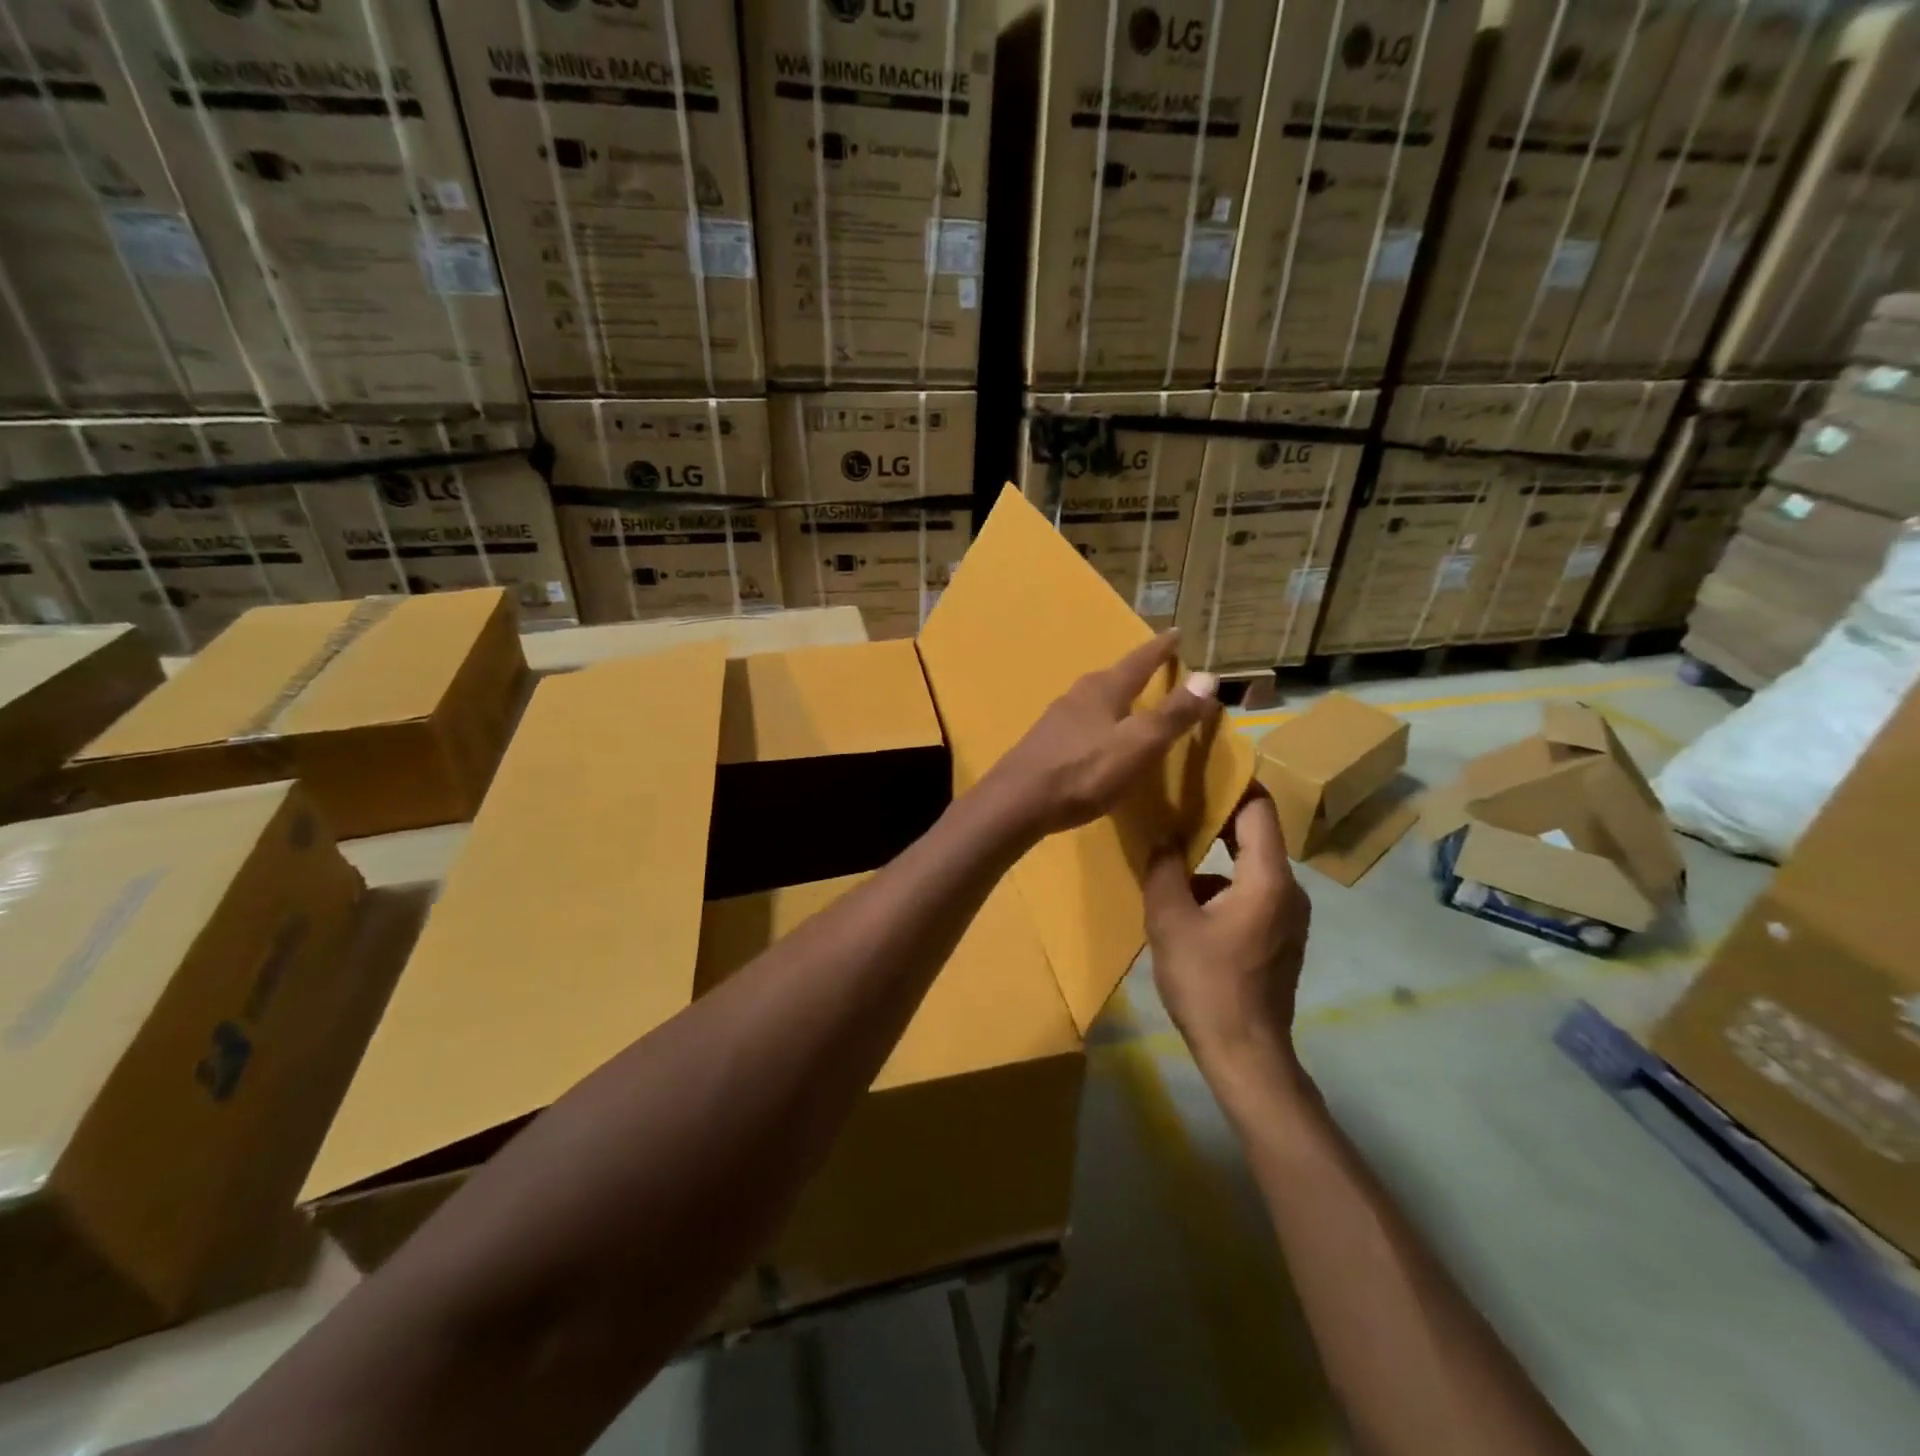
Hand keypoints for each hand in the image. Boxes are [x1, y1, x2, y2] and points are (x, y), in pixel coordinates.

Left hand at [987, 630, 1221, 837]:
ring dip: (1114, 697)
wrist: (1017, 802)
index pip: (1139, 661)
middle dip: (1135, 672)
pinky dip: (1098, 721)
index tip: (1175, 632)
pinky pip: (1080, 722)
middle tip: (1154, 667)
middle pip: (1112, 677)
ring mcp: (1056, 718)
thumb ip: (1173, 714)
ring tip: (1129, 702)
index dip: (1160, 648)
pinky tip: (1097, 737)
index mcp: (1103, 690)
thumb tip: (1209, 676)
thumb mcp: (1138, 745)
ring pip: (1094, 699)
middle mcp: (1077, 695)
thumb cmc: (1084, 772)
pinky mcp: (1044, 742)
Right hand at [1144, 788, 1310, 1081]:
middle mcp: (1289, 890)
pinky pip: (1253, 894)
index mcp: (1267, 879)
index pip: (1259, 810)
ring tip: (1172, 858)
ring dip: (1215, 859)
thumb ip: (1164, 869)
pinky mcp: (1281, 937)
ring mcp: (1290, 916)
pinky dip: (1223, 888)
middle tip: (1177, 803)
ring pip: (1251, 868)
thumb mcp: (1170, 920)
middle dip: (1218, 818)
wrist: (1245, 1054)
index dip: (1234, 784)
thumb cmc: (1207, 983)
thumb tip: (1162, 838)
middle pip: (1257, 836)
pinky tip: (1188, 906)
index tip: (1201, 768)